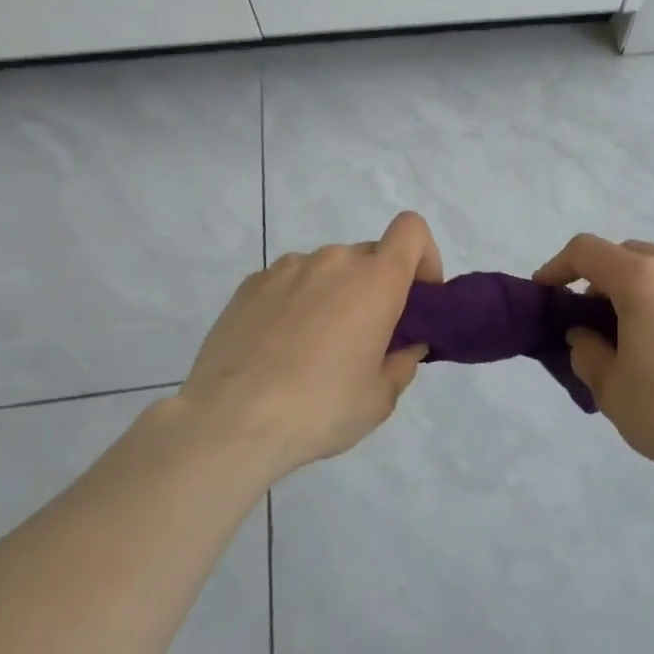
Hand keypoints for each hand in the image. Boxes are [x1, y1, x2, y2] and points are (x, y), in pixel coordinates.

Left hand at [175, 212, 442, 477]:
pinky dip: (296, 303)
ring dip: (334, 295)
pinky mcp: (250, 284)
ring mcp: (287, 268)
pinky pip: (290, 283)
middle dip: (377, 287)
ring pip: (328, 270)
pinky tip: (279, 348)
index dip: (423, 256)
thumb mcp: (380, 398)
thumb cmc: (320, 408)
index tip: (416, 298)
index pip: (411, 230)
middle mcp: (333, 261)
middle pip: (370, 256)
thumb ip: (403, 361)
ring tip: (313, 348)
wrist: (230, 422)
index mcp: (375, 280)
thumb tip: (404, 344)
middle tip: (365, 338)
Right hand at [534, 235, 653, 497]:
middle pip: (626, 255)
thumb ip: (586, 349)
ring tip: (632, 331)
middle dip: (600, 279)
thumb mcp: (610, 387)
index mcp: (644, 278)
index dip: (558, 266)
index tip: (546, 291)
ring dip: (637, 286)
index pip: (587, 251)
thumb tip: (584, 333)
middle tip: (589, 319)